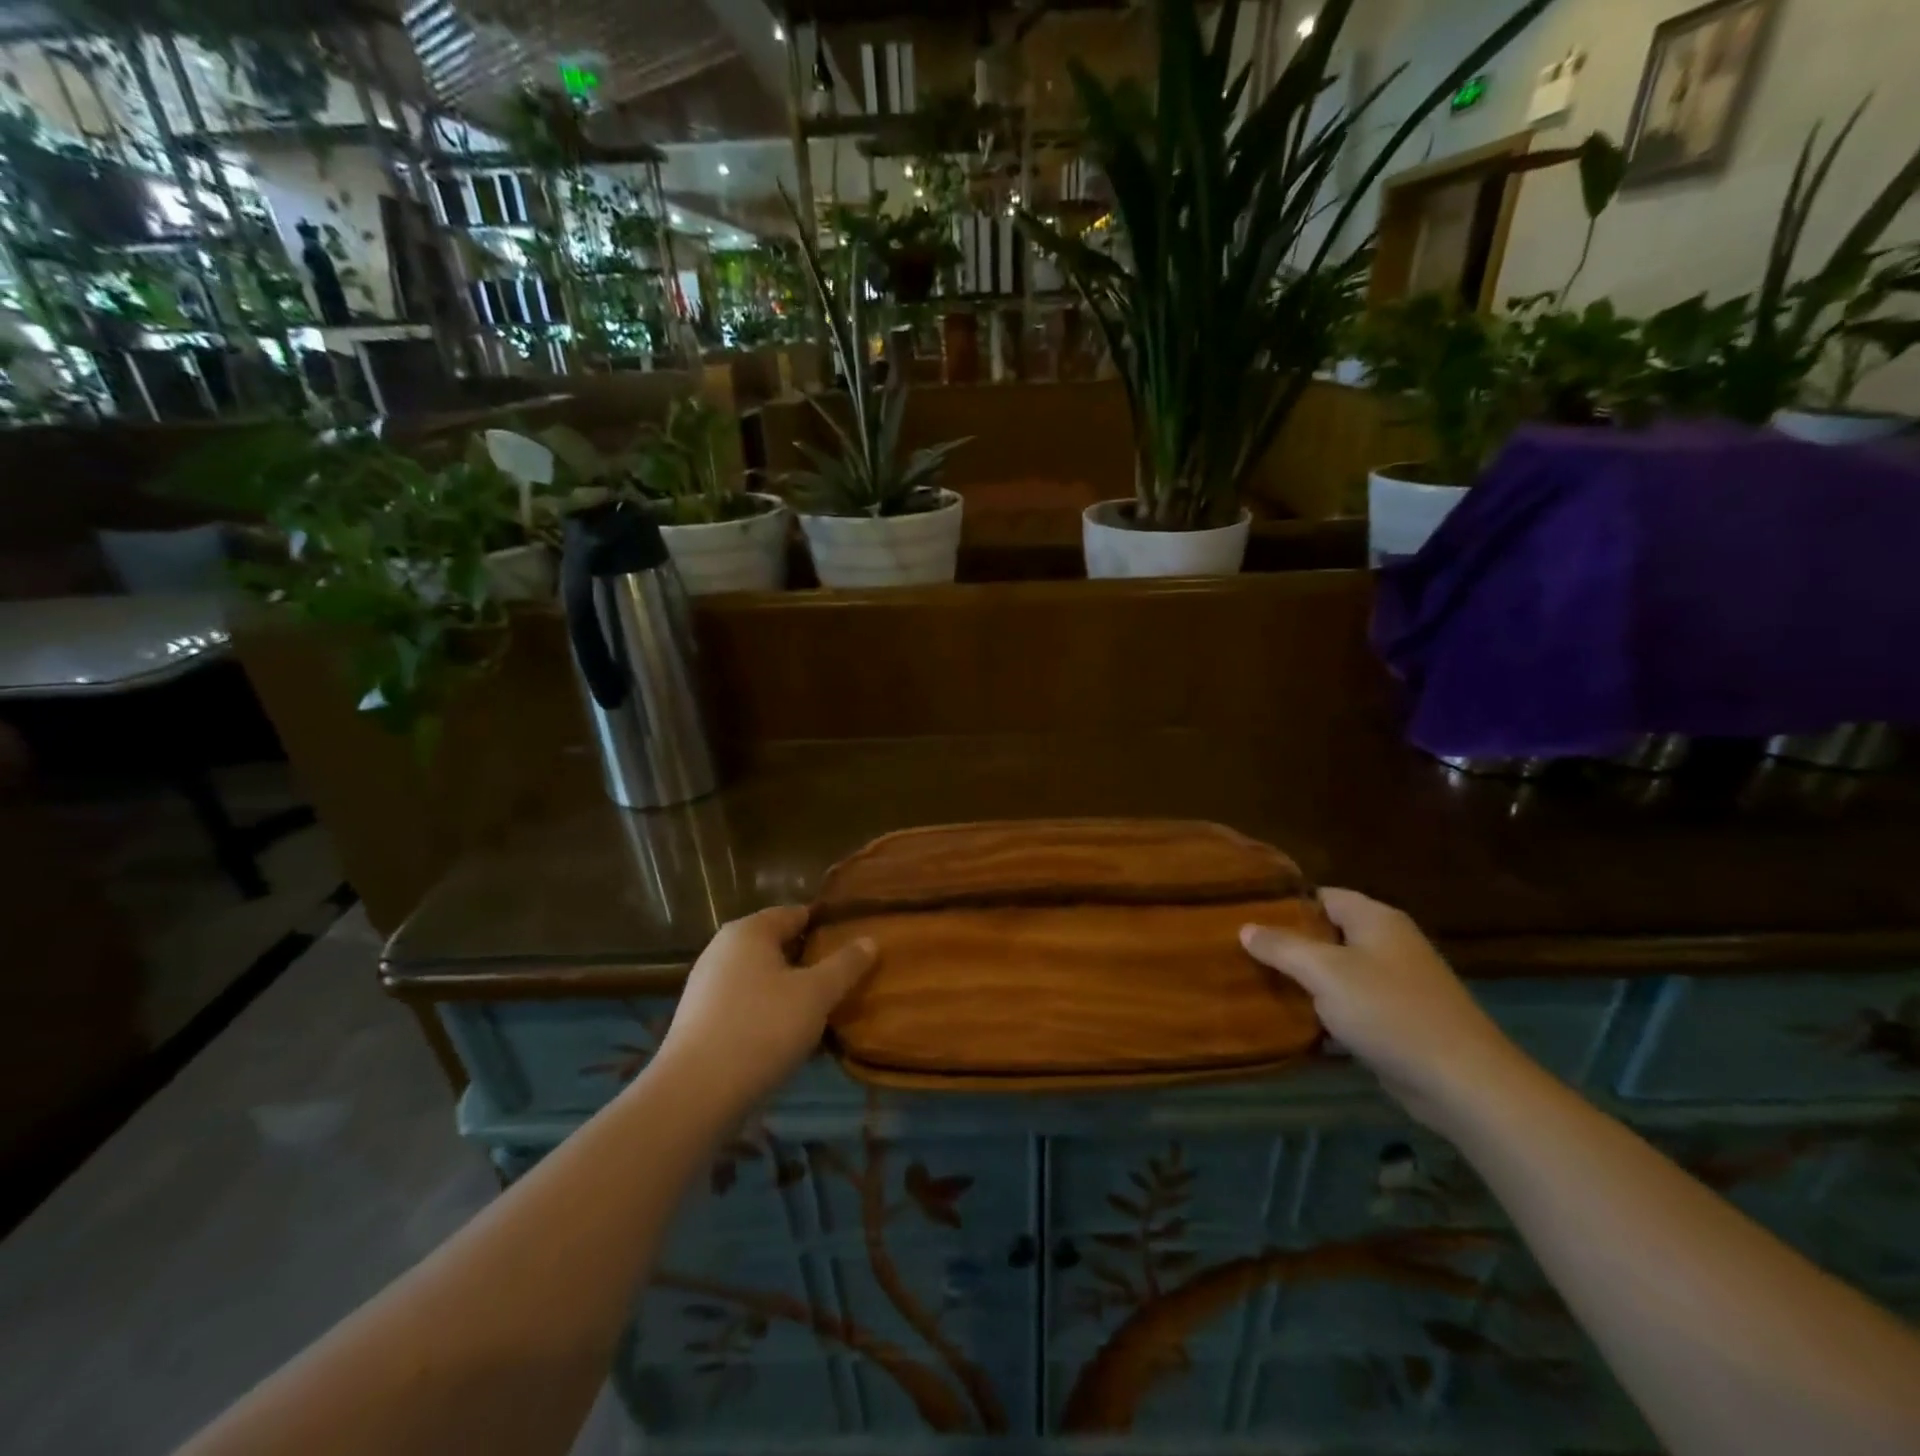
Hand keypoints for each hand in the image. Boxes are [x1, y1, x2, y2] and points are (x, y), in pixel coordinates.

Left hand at [657, 906, 876, 1112]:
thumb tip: (870, 940)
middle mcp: (722, 949)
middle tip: (844, 980)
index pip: (796, 913)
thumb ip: (845, 965)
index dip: (826, 926)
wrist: (695, 1095)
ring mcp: (706, 986)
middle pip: (777, 945)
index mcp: (749, 931)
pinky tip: (787, 1038)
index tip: (854, 943)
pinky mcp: (700, 1021)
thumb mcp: (816, 995)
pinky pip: (745, 1005)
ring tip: (821, 1012)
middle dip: (810, 961)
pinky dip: (768, 1013)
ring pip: (761, 978)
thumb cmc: (762, 1029)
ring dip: (790, 991)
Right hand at [1241, 888, 1525, 1127]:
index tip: (1245, 916)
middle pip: (1328, 934)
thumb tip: (1245, 928)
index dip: (1285, 904)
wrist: (1463, 1083)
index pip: (1322, 896)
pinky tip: (1294, 1025)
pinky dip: (1326, 1013)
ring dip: (1304, 983)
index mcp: (1376, 919)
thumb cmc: (1390, 1012)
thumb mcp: (1325, 972)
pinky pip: (1351, 1007)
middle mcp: (1388, 944)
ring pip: (1337, 973)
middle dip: (1289, 945)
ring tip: (1258, 986)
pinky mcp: (1399, 1021)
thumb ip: (1282, 947)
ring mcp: (1397, 984)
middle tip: (1244, 953)